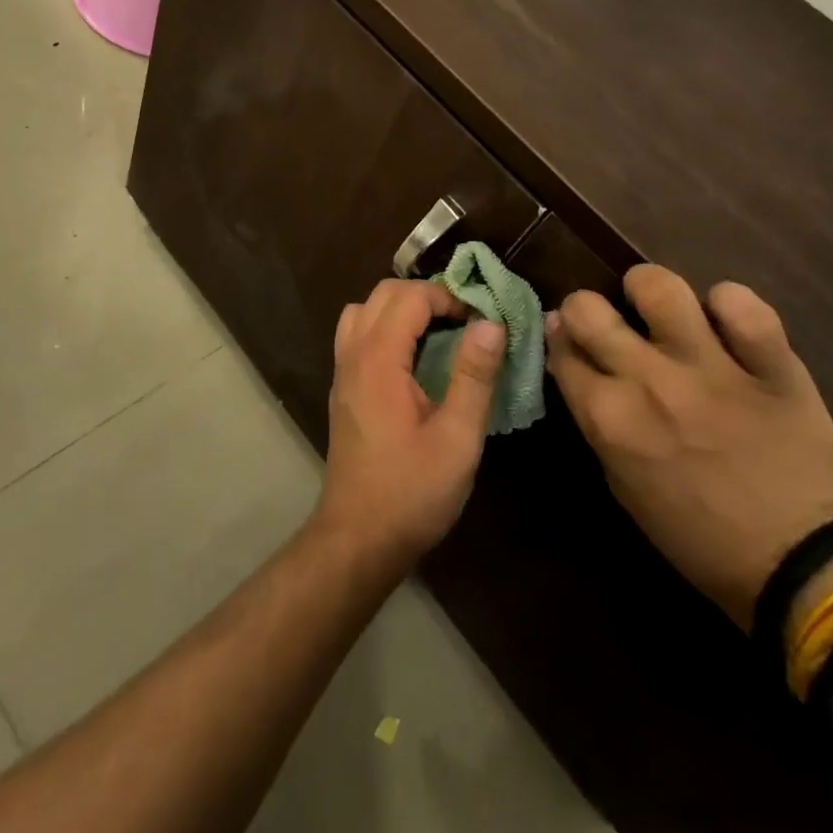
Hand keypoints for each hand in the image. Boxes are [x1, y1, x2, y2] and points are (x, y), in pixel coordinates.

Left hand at [315, 279, 505, 576]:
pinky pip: (357, 334)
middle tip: (463, 321)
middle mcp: (353, 354)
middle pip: (383, 293)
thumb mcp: (457, 437)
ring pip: (364, 310)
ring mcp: (342, 371)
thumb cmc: (412, 491)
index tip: (480, 320)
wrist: (358, 538)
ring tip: (436, 332)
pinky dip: (383, 327)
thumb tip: (490, 322)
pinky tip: (412, 358)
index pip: (410, 296)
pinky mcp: (342, 388)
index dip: (447, 297)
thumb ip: (474, 375)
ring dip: (400, 308)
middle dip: (425, 295)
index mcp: (379, 358)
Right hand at [547, 265, 832, 628]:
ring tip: (659, 306)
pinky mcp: (771, 366)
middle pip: (588, 308)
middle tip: (607, 321)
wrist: (794, 564)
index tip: (572, 339)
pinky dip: (730, 305)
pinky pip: (743, 305)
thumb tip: (570, 355)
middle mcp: (650, 382)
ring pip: (661, 288)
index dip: (561, 338)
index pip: (561, 347)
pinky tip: (726, 321)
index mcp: (610, 417)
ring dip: (649, 289)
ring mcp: (712, 369)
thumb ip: (592, 415)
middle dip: (586, 308)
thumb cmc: (693, 531)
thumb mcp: (620, 481)